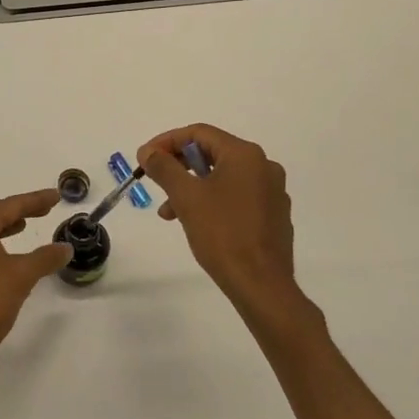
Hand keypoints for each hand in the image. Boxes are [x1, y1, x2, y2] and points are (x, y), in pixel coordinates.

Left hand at [0, 190, 71, 387]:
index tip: (56, 196)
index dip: (33, 199)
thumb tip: (65, 247)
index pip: (7, 206)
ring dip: (7, 225)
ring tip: (26, 225)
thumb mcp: (22, 276)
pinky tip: (12, 257)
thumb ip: (45, 258)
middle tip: (45, 208)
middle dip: (20, 208)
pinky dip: (0, 244)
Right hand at [138, 125, 321, 346]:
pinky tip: (196, 223)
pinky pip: (236, 197)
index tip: (145, 158)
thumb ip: (164, 168)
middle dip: (178, 167)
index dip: (167, 142)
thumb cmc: (222, 234)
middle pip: (212, 153)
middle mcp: (263, 166)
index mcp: (245, 155)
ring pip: (222, 177)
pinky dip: (212, 201)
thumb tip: (148, 151)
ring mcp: (272, 192)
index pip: (199, 133)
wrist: (261, 284)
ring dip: (192, 187)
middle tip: (155, 181)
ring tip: (169, 212)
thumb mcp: (186, 197)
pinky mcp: (273, 215)